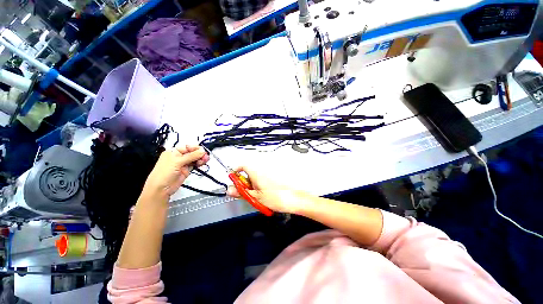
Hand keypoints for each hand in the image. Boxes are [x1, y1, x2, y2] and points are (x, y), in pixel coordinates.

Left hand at [142, 145, 208, 199]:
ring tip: (205, 161)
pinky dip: (199, 164)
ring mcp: (183, 164)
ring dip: (200, 159)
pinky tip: (202, 163)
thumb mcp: (177, 162)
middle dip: (199, 154)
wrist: (161, 189)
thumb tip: (202, 151)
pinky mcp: (186, 170)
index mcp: (174, 152)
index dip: (196, 148)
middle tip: (206, 157)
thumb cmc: (164, 173)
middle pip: (192, 153)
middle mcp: (179, 157)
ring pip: (195, 159)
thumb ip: (191, 156)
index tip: (204, 150)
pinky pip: (195, 164)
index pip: (187, 147)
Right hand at [227, 166, 303, 213]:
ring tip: (256, 196)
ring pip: (255, 177)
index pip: (242, 165)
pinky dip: (259, 186)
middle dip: (244, 182)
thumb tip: (230, 190)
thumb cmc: (277, 197)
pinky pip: (262, 180)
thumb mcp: (255, 197)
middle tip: (245, 193)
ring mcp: (268, 174)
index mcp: (256, 172)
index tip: (233, 180)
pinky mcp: (273, 179)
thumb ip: (241, 193)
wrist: (294, 199)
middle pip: (248, 172)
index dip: (235, 171)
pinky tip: (263, 195)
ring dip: (252, 185)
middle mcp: (262, 170)